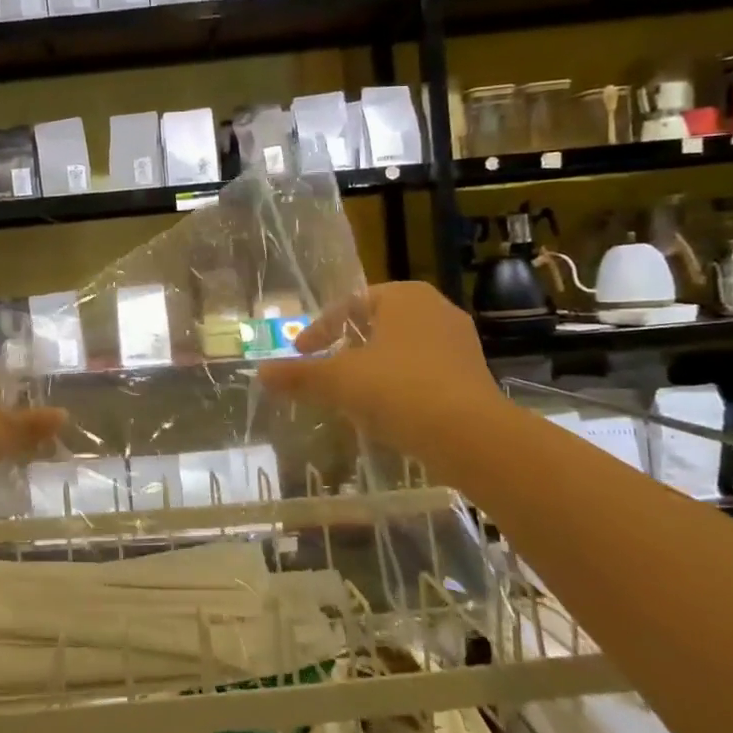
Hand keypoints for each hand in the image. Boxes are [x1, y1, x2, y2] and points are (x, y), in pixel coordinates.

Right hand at [257, 283, 502, 454]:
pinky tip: (385, 411)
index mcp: (404, 296)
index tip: (301, 354)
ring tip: (350, 392)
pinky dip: (398, 385)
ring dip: (373, 367)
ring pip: (401, 349)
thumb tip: (260, 373)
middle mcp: (436, 309)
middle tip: (324, 367)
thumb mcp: (338, 381)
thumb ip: (298, 375)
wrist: (471, 436)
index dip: (319, 329)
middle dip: (347, 345)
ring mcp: (459, 343)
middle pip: (377, 324)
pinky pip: (423, 372)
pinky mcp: (472, 376)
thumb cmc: (398, 390)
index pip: (350, 304)